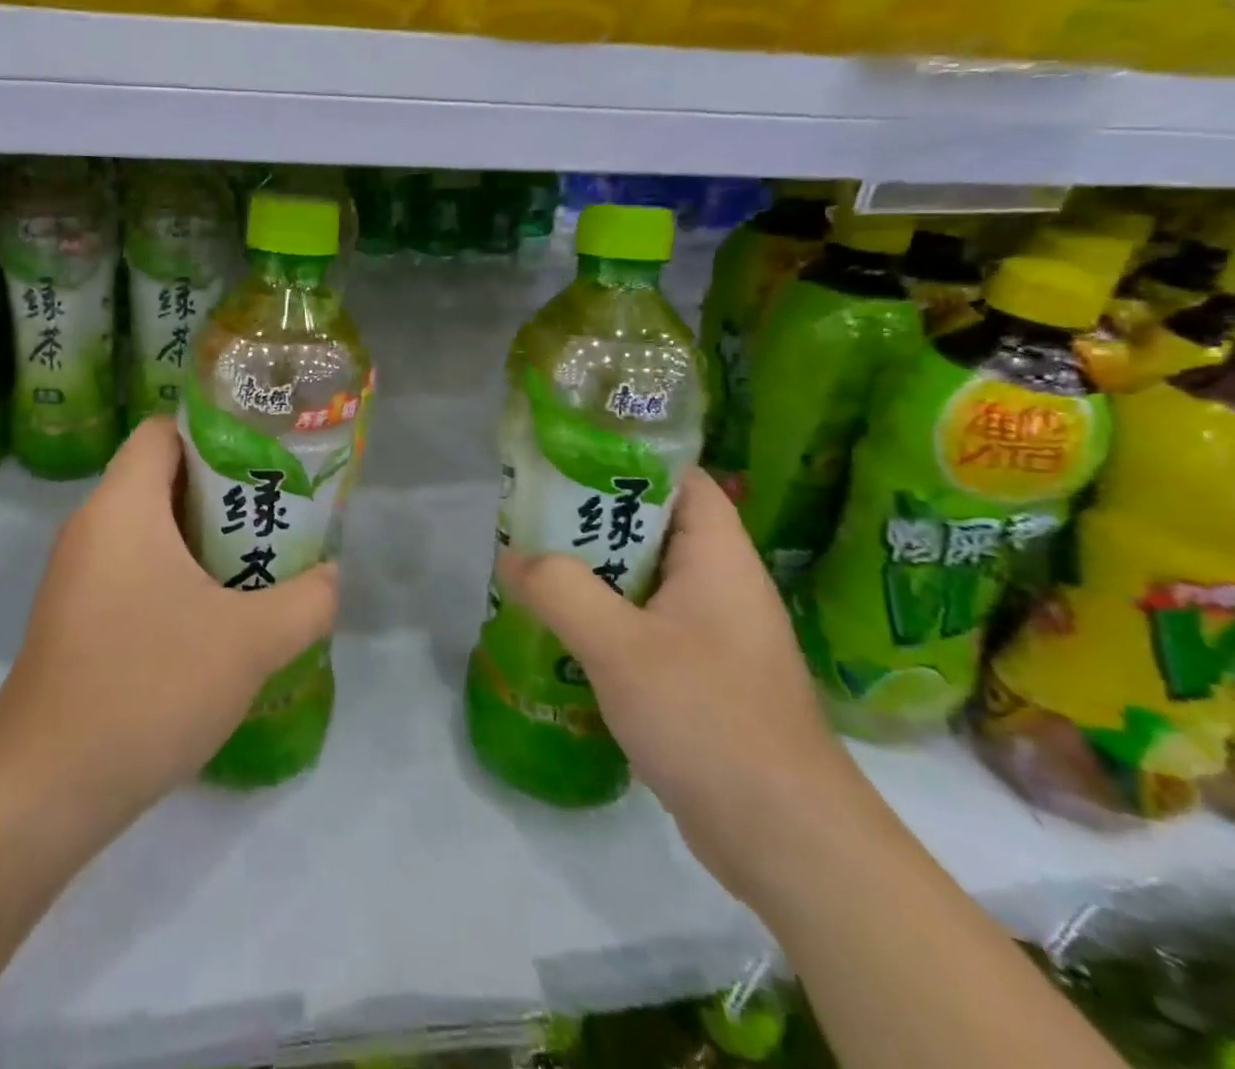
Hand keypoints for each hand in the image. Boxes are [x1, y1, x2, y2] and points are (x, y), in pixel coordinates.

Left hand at [0, 416, 339, 826]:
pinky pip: (136, 567)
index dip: (216, 431)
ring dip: (206, 537)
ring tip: (261, 560)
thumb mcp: (249, 641)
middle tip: (278, 511)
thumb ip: (306, 601)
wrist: (47, 786)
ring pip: (152, 527)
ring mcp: (80, 573)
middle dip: (225, 489)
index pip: (163, 430)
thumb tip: (330, 577)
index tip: (266, 456)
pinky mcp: (79, 615)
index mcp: (122, 505)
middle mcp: (93, 526)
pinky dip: (179, 573)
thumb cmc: (148, 685)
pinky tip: (219, 614)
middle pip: (163, 476)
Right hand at [499, 469, 876, 907]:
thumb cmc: (709, 718)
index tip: (569, 460)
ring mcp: (715, 636)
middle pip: (654, 529)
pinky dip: (606, 621)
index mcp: (718, 559)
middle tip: (532, 518)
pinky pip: (647, 628)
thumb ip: (561, 590)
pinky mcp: (704, 679)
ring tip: (535, 569)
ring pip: (645, 582)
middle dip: (593, 520)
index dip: (630, 460)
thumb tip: (513, 556)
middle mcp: (722, 588)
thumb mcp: (620, 646)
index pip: (683, 480)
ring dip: (593, 575)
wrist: (787, 841)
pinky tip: (563, 634)